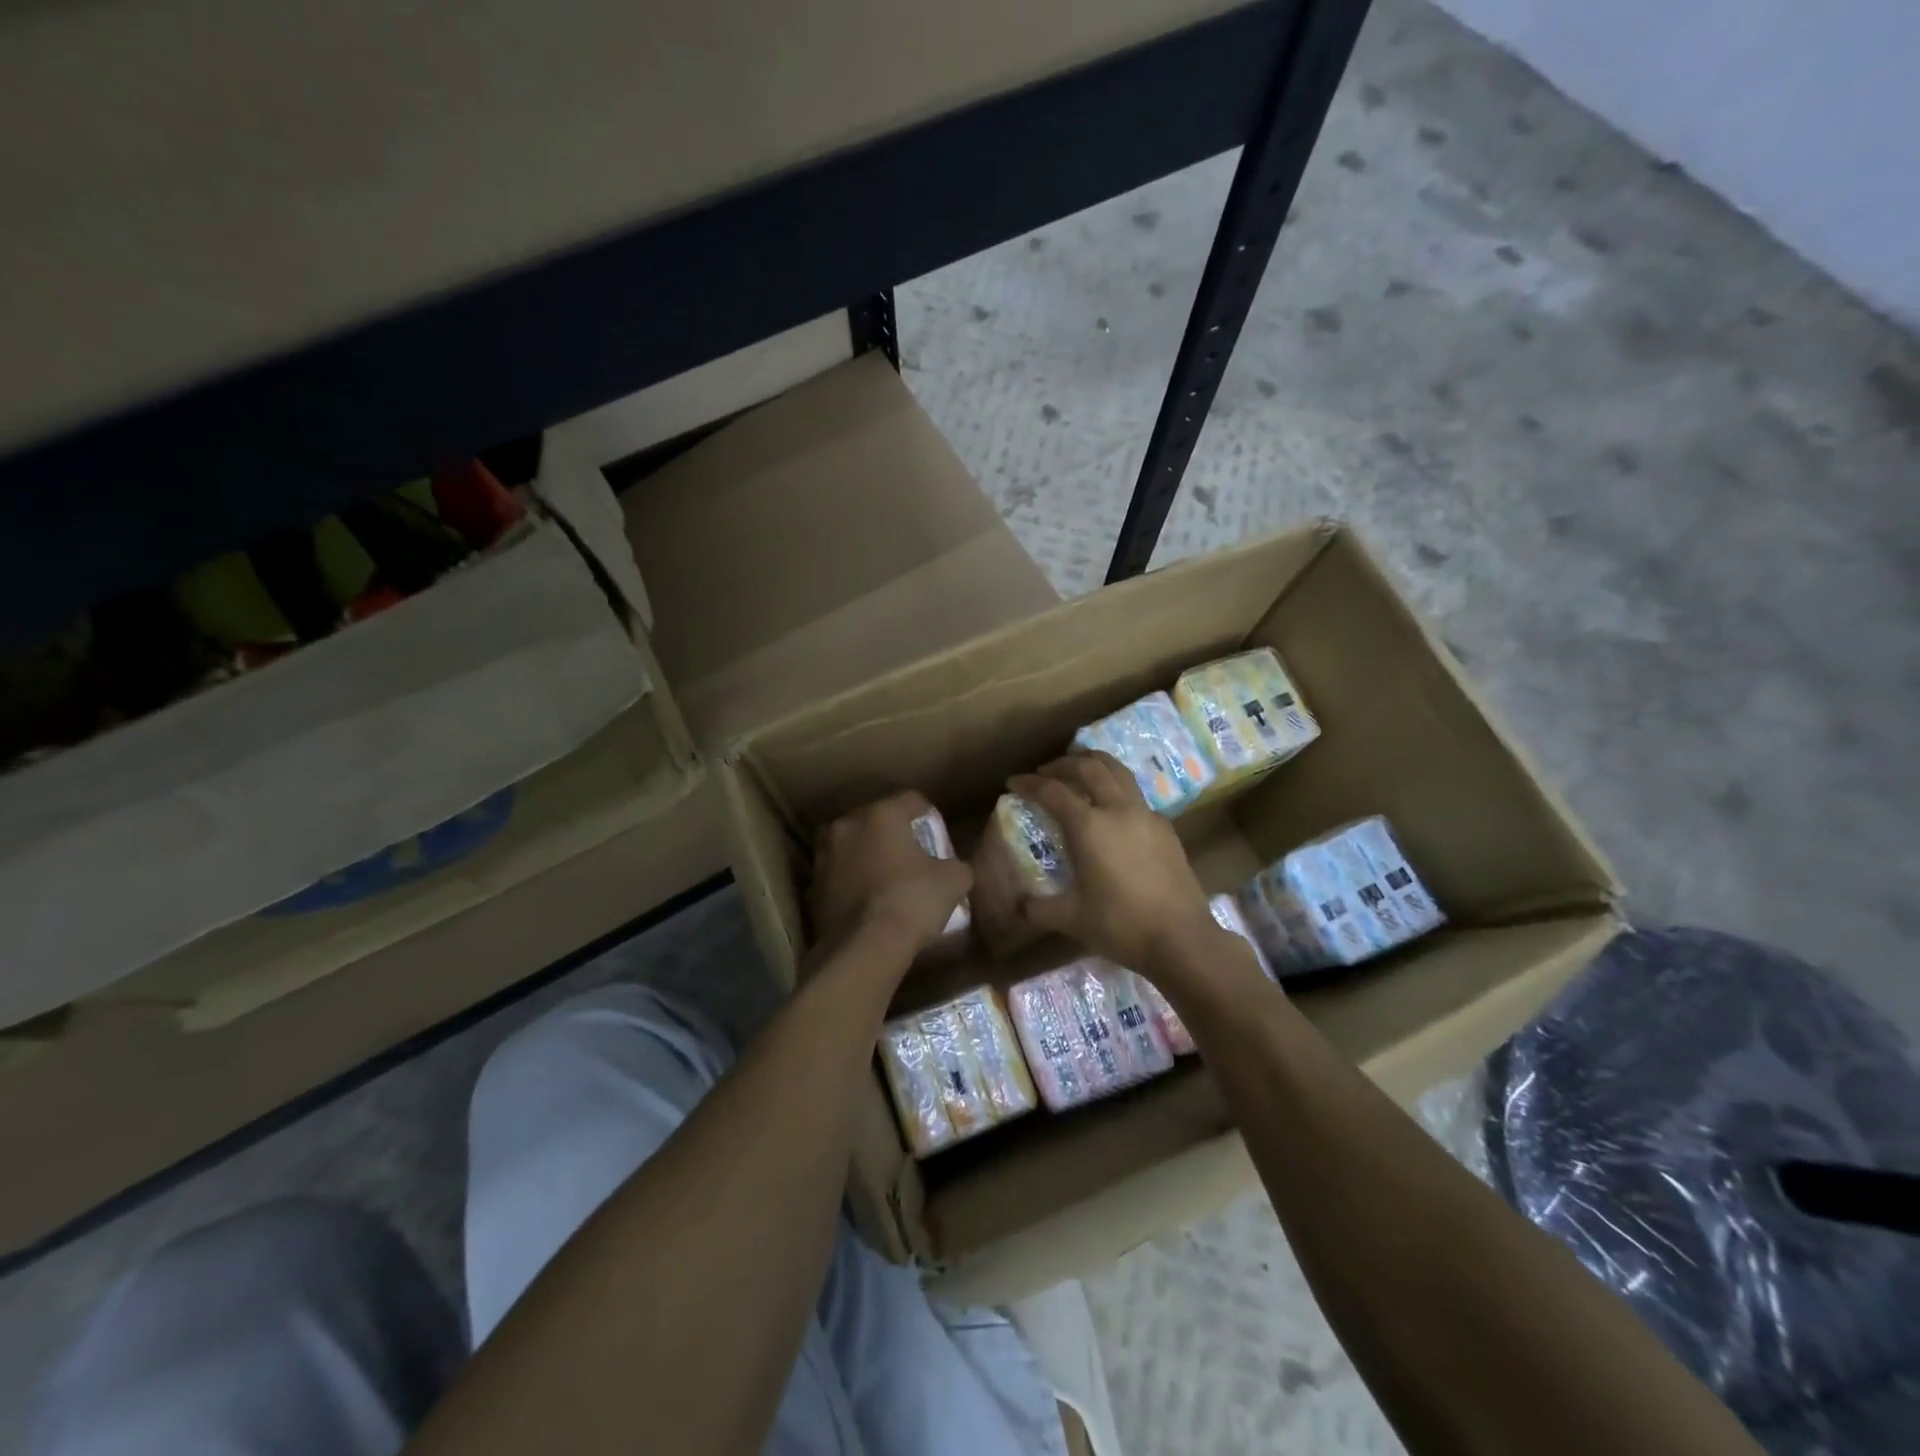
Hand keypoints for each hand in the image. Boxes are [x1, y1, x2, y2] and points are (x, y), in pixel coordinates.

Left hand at [809, 792, 972, 960]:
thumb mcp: (953, 881)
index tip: (938, 837)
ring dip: (868, 856)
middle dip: (894, 835)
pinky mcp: (812, 886)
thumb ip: (956, 865)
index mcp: (881, 814)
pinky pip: (839, 874)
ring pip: (853, 846)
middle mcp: (847, 825)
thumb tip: (954, 869)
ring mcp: (824, 855)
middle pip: (877, 820)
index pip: (912, 800)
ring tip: (887, 879)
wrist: (864, 948)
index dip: (930, 817)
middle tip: (913, 857)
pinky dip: (852, 881)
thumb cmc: (911, 901)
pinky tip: (868, 901)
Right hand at [1007, 753, 1217, 971]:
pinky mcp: (1165, 829)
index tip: (1013, 782)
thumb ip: (1039, 908)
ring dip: (1095, 764)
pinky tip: (1112, 810)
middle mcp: (1118, 809)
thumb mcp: (1072, 919)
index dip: (1029, 784)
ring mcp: (1146, 815)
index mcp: (1090, 826)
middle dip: (1063, 764)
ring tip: (1080, 770)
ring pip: (1119, 772)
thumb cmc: (1121, 925)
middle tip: (1046, 771)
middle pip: (1089, 768)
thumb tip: (1019, 905)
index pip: (1053, 791)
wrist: (1182, 939)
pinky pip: (1136, 795)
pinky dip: (1117, 788)